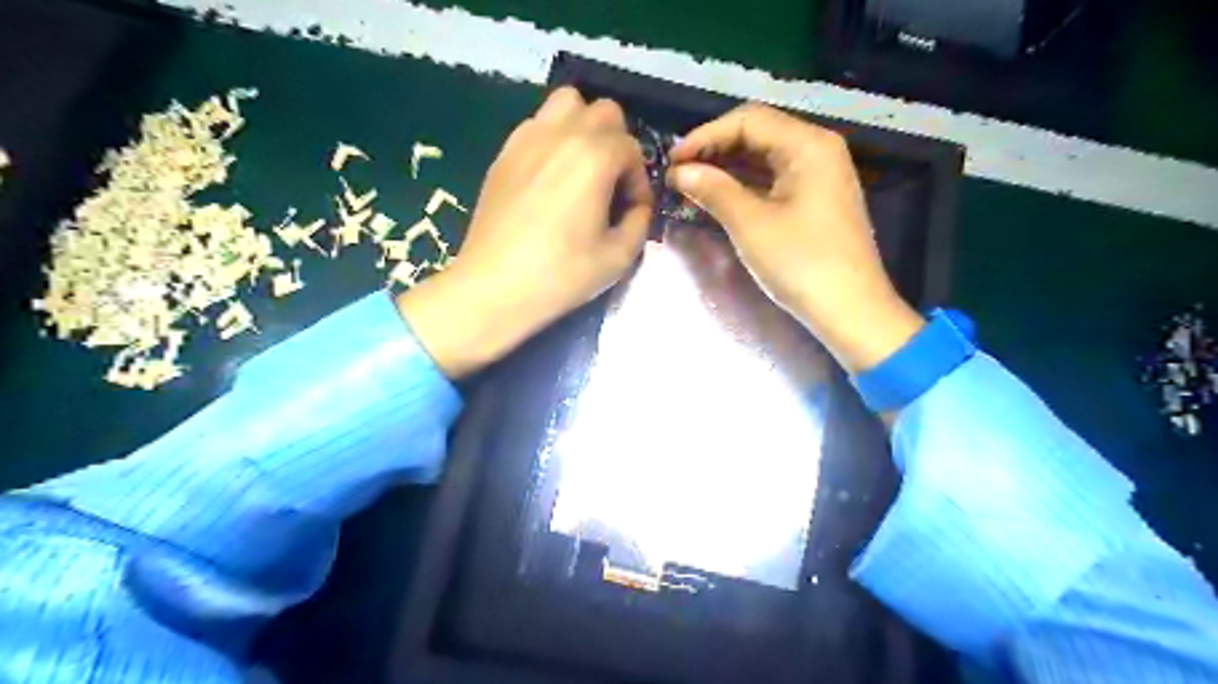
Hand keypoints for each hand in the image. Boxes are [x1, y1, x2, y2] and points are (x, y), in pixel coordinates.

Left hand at [401, 86, 649, 376]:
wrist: (494, 286)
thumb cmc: (561, 274)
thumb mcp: (618, 256)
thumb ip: (640, 222)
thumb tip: (637, 207)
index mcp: (595, 157)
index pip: (632, 149)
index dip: (639, 181)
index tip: (633, 211)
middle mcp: (562, 134)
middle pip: (604, 111)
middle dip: (617, 143)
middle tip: (612, 183)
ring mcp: (527, 138)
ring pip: (566, 103)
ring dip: (584, 127)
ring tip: (583, 167)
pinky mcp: (504, 153)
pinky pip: (537, 125)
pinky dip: (554, 138)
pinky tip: (551, 176)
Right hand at [665, 103, 924, 369]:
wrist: (850, 311)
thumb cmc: (802, 264)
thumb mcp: (751, 225)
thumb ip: (714, 190)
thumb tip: (679, 171)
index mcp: (808, 145)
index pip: (748, 121)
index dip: (705, 136)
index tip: (672, 161)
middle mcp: (818, 149)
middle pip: (758, 133)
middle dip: (715, 149)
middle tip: (678, 172)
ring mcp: (820, 175)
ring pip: (765, 157)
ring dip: (728, 167)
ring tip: (691, 183)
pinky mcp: (817, 199)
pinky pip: (775, 178)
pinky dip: (745, 184)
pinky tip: (720, 195)